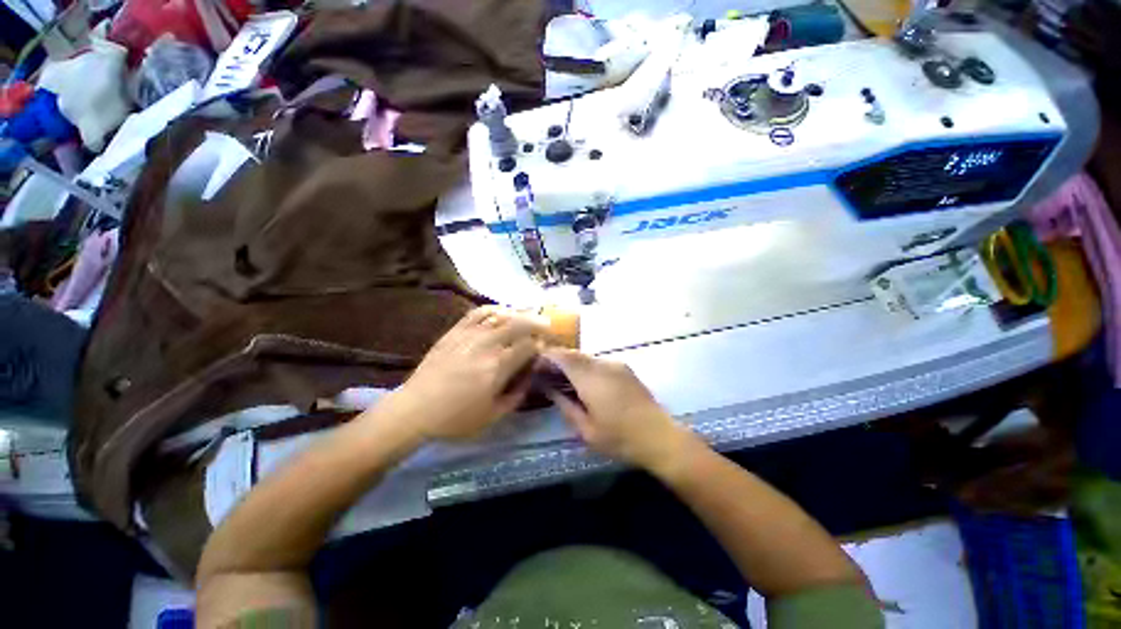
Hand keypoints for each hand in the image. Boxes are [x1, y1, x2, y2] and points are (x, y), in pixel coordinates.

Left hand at [391, 306, 548, 440]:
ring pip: (502, 315)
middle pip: (520, 324)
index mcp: (498, 367)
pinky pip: (478, 312)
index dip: (541, 345)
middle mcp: (487, 345)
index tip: (545, 349)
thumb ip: (518, 394)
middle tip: (547, 326)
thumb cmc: (456, 418)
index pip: (529, 346)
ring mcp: (470, 334)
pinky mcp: (455, 331)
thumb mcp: (493, 415)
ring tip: (529, 317)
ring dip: (520, 314)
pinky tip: (502, 312)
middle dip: (538, 323)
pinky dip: (494, 309)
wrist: (415, 409)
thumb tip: (531, 375)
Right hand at [544, 348, 693, 469]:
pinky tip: (584, 382)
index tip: (535, 364)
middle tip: (545, 372)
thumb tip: (549, 389)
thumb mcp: (586, 430)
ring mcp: (616, 365)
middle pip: (574, 354)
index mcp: (591, 379)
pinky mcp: (625, 369)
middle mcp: (603, 365)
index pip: (563, 357)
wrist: (660, 436)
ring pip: (586, 357)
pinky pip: (598, 362)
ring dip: (572, 363)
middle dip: (557, 359)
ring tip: (562, 378)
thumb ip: (565, 406)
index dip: (547, 357)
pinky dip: (585, 367)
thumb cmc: (620, 438)